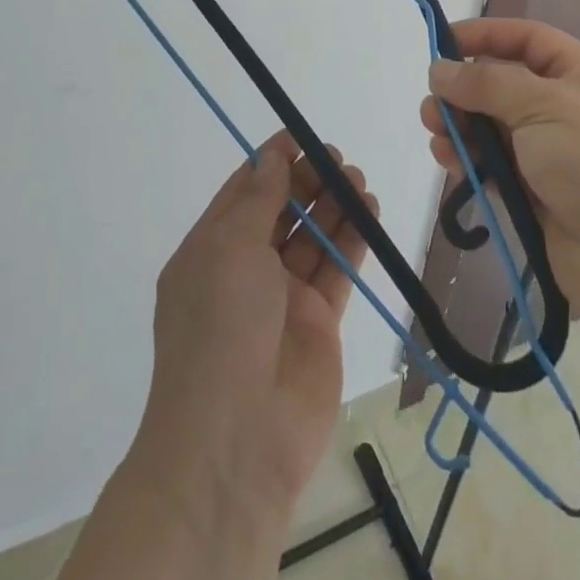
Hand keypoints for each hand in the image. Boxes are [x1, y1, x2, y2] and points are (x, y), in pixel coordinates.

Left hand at [126, 129, 376, 537]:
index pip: (243, 192)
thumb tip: (271, 157)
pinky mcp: (318, 323)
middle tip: (338, 161)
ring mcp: (282, 298)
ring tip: (358, 180)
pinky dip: (352, 239)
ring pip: (312, 238)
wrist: (237, 442)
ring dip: (334, 206)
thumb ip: (257, 199)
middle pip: (281, 211)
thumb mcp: (229, 249)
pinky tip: (369, 212)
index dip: (271, 162)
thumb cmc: (220, 328)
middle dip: (308, 182)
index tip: (301, 138)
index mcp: (210, 250)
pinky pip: (336, 269)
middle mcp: (244, 270)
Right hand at [420, 18, 579, 317]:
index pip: (528, 39)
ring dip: (463, 128)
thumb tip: (440, 70)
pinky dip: (472, 162)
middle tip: (431, 105)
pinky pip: (497, 168)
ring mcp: (557, 156)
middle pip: (506, 86)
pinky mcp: (542, 197)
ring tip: (436, 136)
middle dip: (465, 90)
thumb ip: (486, 82)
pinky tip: (450, 163)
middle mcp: (570, 110)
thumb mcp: (542, 104)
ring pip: (496, 130)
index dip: (485, 35)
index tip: (442, 42)